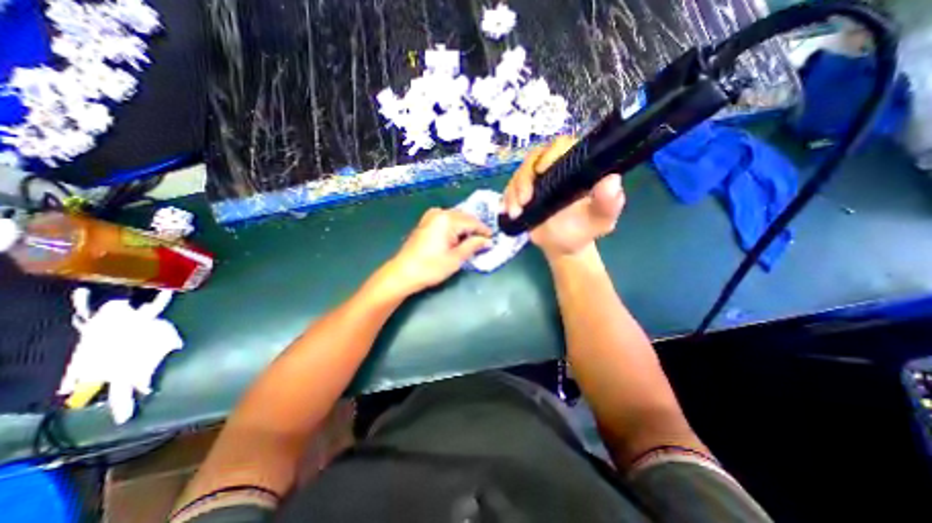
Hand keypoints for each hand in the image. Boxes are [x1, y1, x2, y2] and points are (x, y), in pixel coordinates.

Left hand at [379, 208, 493, 297]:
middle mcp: (439, 213)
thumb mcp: (456, 258)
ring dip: (465, 228)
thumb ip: (473, 246)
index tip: (493, 239)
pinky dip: (454, 227)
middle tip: (484, 241)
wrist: (402, 273)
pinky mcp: (426, 222)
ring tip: (472, 241)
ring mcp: (430, 216)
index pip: (472, 222)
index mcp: (447, 219)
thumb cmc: (430, 267)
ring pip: (455, 218)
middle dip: (474, 228)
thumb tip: (488, 241)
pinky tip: (457, 238)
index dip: (484, 231)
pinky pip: (446, 220)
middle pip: (464, 217)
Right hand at [502, 133, 624, 257]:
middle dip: (524, 179)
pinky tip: (509, 212)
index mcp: (576, 168)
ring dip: (513, 192)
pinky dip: (506, 199)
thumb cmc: (582, 231)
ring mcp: (536, 180)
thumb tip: (612, 180)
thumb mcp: (599, 221)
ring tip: (515, 213)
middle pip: (534, 158)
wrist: (561, 246)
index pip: (563, 146)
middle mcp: (555, 169)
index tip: (542, 170)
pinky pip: (509, 188)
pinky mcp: (522, 192)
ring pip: (519, 174)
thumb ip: (608, 203)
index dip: (550, 153)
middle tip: (524, 201)